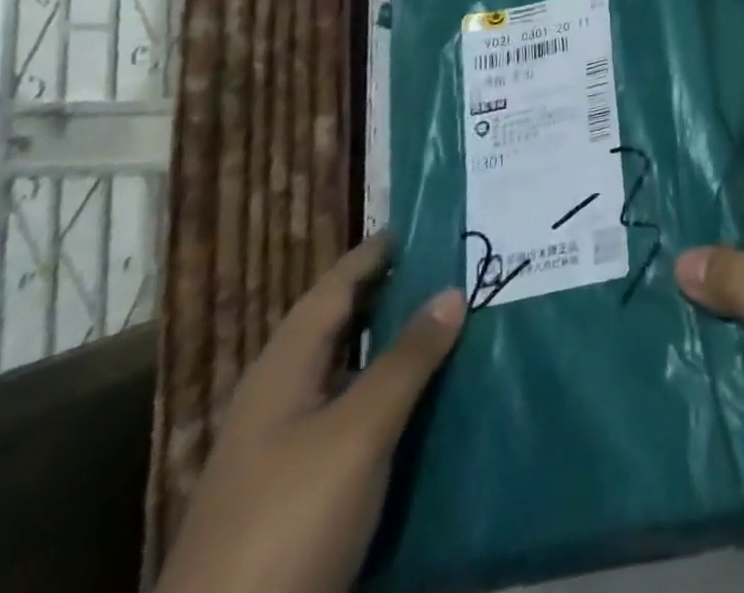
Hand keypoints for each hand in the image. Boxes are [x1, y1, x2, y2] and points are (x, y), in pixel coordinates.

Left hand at [155, 236, 465, 592]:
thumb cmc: (288, 520)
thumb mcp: (357, 432)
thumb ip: (406, 359)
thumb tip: (452, 289)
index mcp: (283, 368)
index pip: (336, 285)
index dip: (379, 252)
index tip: (432, 223)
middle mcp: (282, 395)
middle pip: (344, 324)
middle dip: (399, 293)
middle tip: (461, 267)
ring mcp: (289, 446)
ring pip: (353, 371)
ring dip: (400, 344)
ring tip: (460, 319)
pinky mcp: (303, 488)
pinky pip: (358, 415)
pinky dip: (395, 392)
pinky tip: (434, 395)